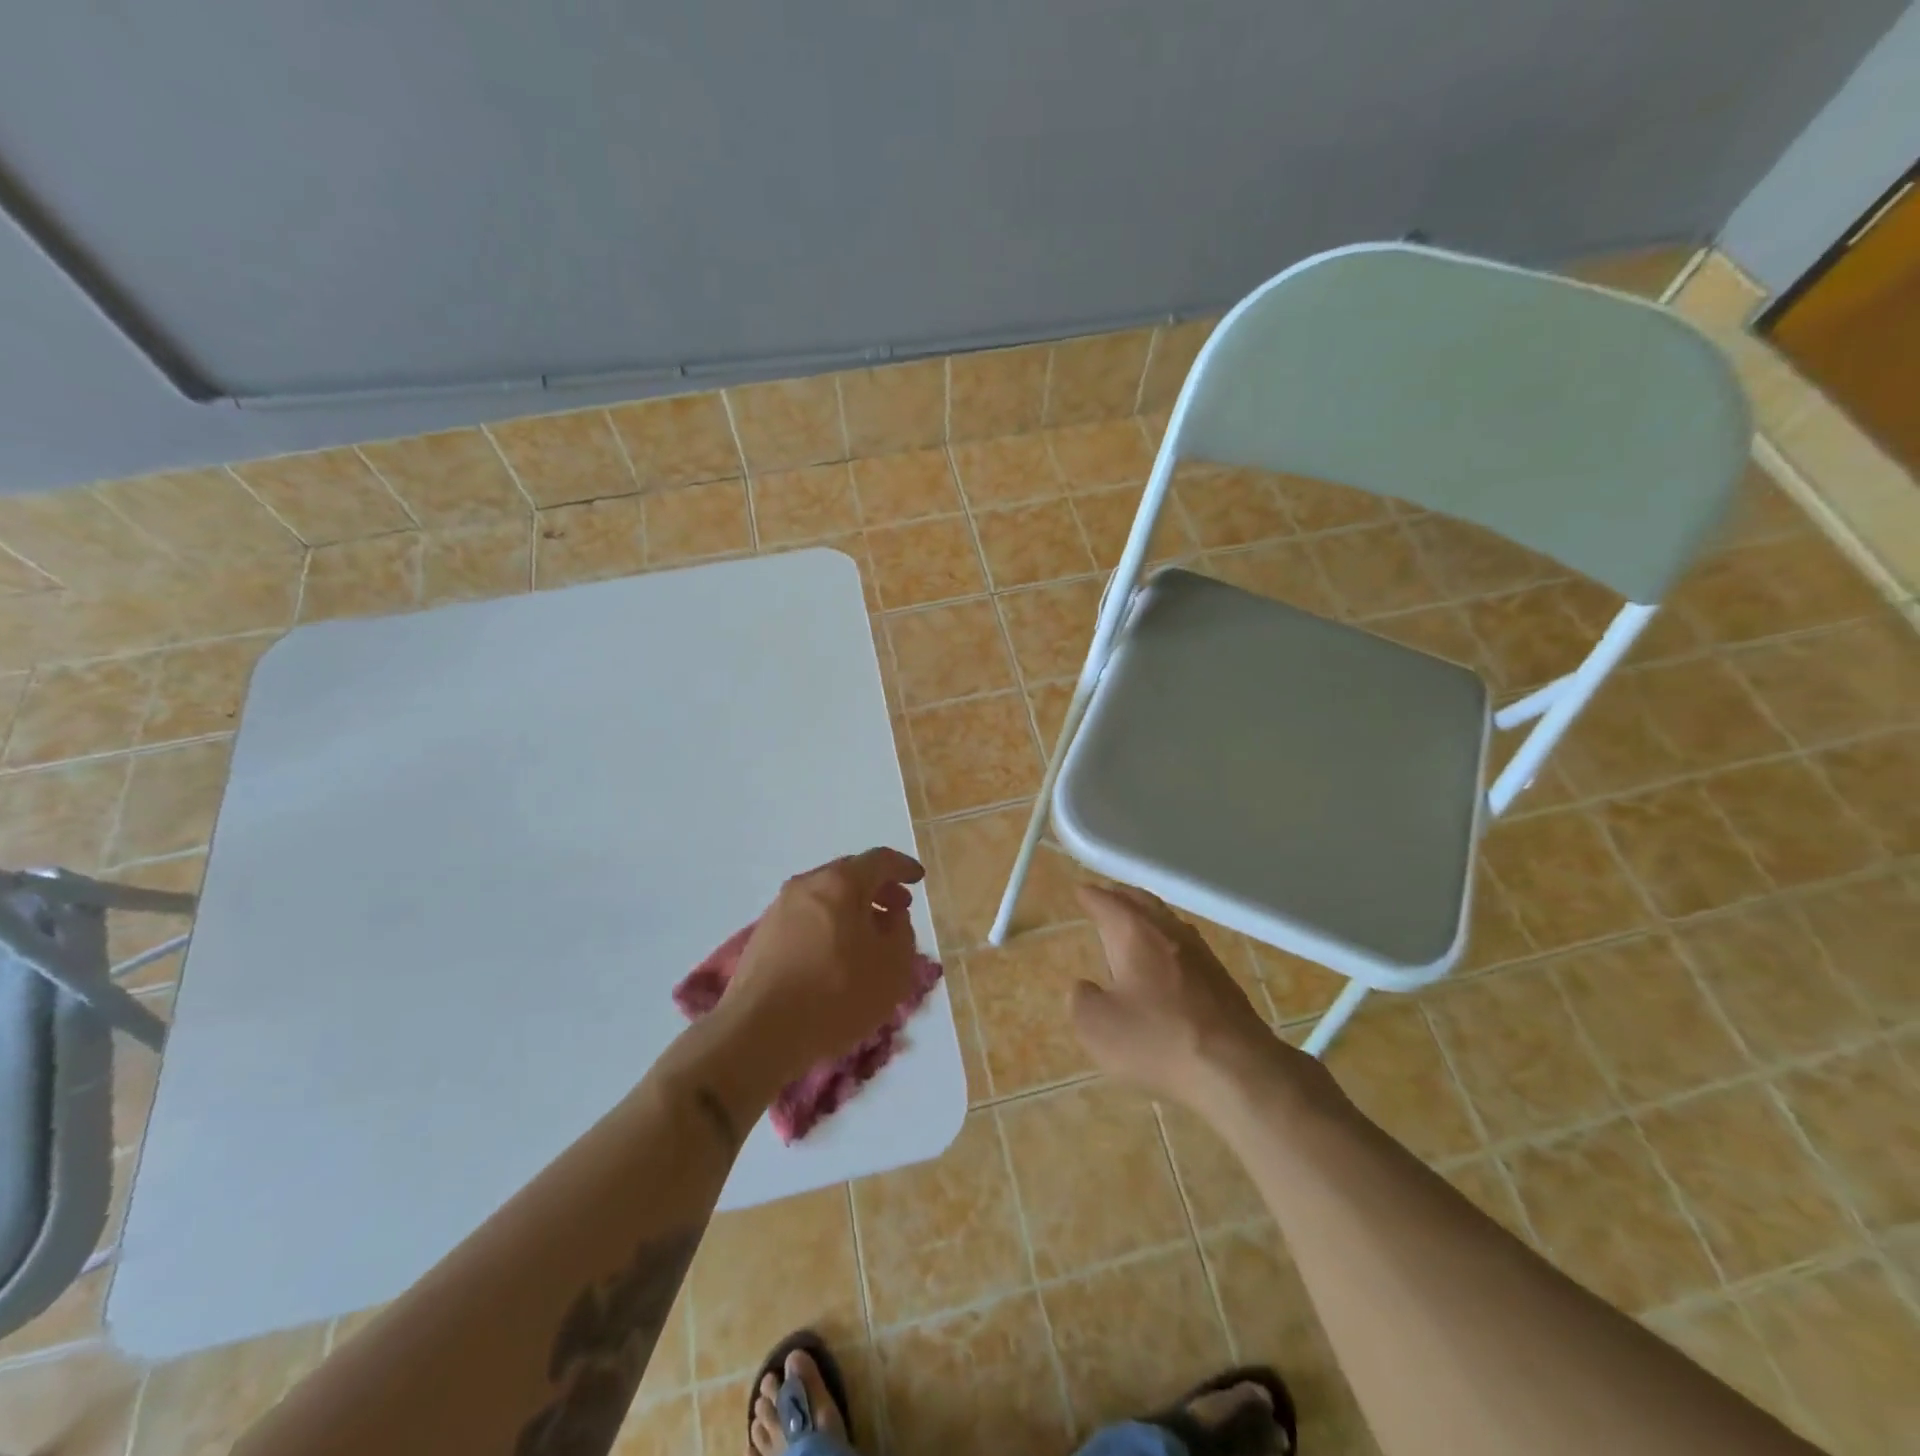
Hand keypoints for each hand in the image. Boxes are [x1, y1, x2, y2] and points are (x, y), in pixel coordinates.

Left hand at [720, 848, 925, 1083]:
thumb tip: (890, 918)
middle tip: (898, 910)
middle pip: (849, 875)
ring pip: (826, 898)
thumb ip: (901, 933)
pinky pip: (807, 919)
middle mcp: (806, 886)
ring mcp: (779, 910)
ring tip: (870, 938)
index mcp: (840, 882)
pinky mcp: (763, 937)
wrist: (758, 1033)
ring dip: (852, 910)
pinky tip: (837, 956)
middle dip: (878, 889)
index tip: (918, 879)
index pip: (879, 860)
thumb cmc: (836, 994)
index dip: (903, 867)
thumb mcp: (892, 967)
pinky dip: (830, 926)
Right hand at [1070, 885, 1334, 1116]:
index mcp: (1135, 933)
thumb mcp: (1097, 1027)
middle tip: (1106, 896)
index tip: (1081, 892)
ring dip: (1147, 916)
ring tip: (1134, 922)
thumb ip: (1081, 1000)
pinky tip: (1167, 959)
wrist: (1237, 1068)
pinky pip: (1186, 945)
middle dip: (1121, 896)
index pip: (1108, 903)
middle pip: (1142, 902)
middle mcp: (1168, 932)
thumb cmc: (1157, 1040)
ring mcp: (1201, 953)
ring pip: (1168, 921)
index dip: (1091, 896)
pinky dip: (1168, 941)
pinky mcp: (1222, 979)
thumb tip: (1085, 988)